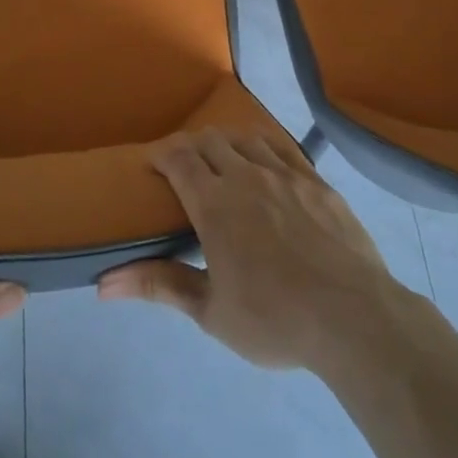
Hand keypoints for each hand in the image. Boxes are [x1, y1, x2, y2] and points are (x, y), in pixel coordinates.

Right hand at [97, 129, 416, 374]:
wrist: (354, 318)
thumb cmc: (275, 319)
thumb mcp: (210, 311)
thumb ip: (159, 286)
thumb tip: (103, 284)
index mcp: (214, 204)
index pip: (178, 157)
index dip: (160, 154)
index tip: (152, 165)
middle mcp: (246, 175)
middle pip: (209, 140)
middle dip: (189, 146)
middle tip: (182, 167)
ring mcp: (285, 173)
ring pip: (245, 137)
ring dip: (225, 142)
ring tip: (221, 160)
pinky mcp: (316, 180)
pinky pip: (282, 147)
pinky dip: (263, 145)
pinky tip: (264, 161)